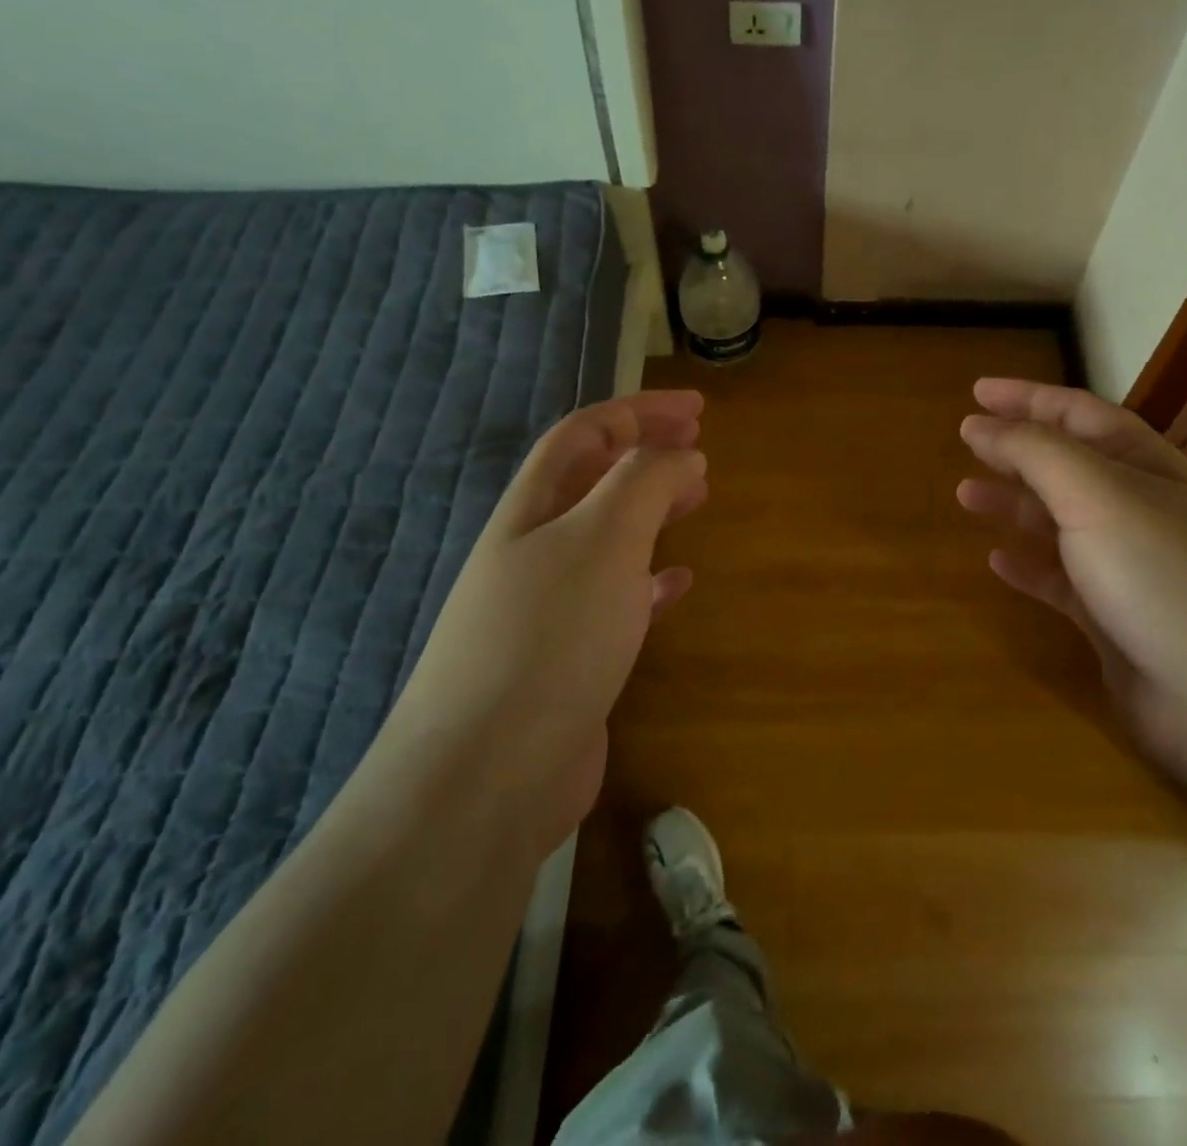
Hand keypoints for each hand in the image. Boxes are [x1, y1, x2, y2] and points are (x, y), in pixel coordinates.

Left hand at [388, 391, 706, 850]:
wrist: (486, 777)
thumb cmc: (548, 638)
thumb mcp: (603, 539)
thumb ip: (645, 484)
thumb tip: (682, 454)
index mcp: (532, 510)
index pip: (585, 435)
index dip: (639, 412)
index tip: (697, 409)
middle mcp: (535, 551)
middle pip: (593, 481)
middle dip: (646, 454)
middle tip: (700, 448)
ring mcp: (549, 607)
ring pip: (608, 537)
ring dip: (651, 510)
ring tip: (697, 498)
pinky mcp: (570, 659)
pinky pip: (618, 599)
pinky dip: (650, 579)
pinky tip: (678, 582)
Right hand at [957, 379, 1186, 783]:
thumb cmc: (1165, 576)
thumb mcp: (1097, 495)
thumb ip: (1035, 453)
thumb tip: (980, 424)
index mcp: (1144, 465)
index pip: (1077, 414)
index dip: (1027, 398)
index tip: (976, 391)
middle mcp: (1138, 509)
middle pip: (1067, 464)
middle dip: (1017, 448)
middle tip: (965, 440)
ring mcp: (1129, 568)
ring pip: (1059, 521)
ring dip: (1014, 504)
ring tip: (965, 496)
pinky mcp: (1115, 621)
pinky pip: (1060, 582)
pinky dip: (1028, 566)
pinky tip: (997, 562)